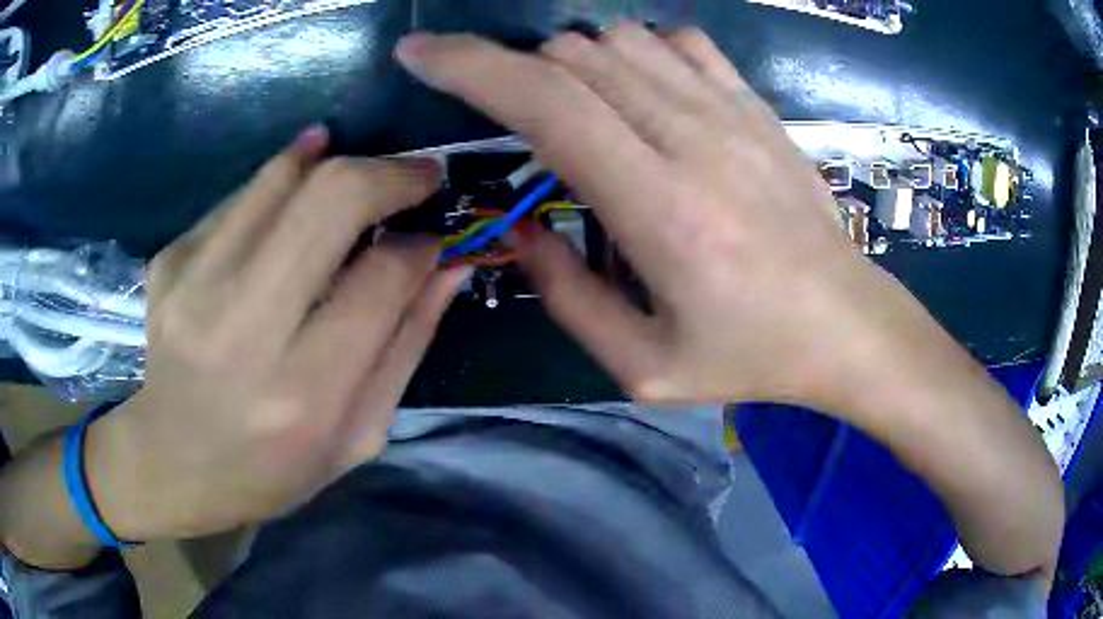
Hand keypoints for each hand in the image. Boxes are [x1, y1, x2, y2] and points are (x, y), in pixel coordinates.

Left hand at [86, 127, 471, 540]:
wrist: (169, 463)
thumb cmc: (270, 470)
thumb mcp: (358, 436)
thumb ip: (407, 345)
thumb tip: (450, 264)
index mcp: (302, 394)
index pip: (381, 278)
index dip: (421, 245)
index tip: (434, 237)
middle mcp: (241, 329)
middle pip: (332, 198)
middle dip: (391, 173)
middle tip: (418, 177)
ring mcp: (193, 284)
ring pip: (284, 178)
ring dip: (339, 163)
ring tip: (364, 175)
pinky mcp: (169, 260)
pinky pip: (242, 195)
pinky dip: (283, 176)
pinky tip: (299, 184)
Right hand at [396, 27, 920, 409]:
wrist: (846, 324)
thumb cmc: (751, 356)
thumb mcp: (643, 366)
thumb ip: (566, 295)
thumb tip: (520, 228)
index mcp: (660, 211)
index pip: (544, 102)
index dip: (468, 66)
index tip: (419, 52)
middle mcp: (693, 140)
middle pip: (573, 58)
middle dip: (513, 69)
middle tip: (512, 116)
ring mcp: (732, 113)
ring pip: (619, 40)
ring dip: (573, 63)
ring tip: (579, 113)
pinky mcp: (756, 106)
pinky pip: (679, 42)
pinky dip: (637, 51)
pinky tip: (641, 92)